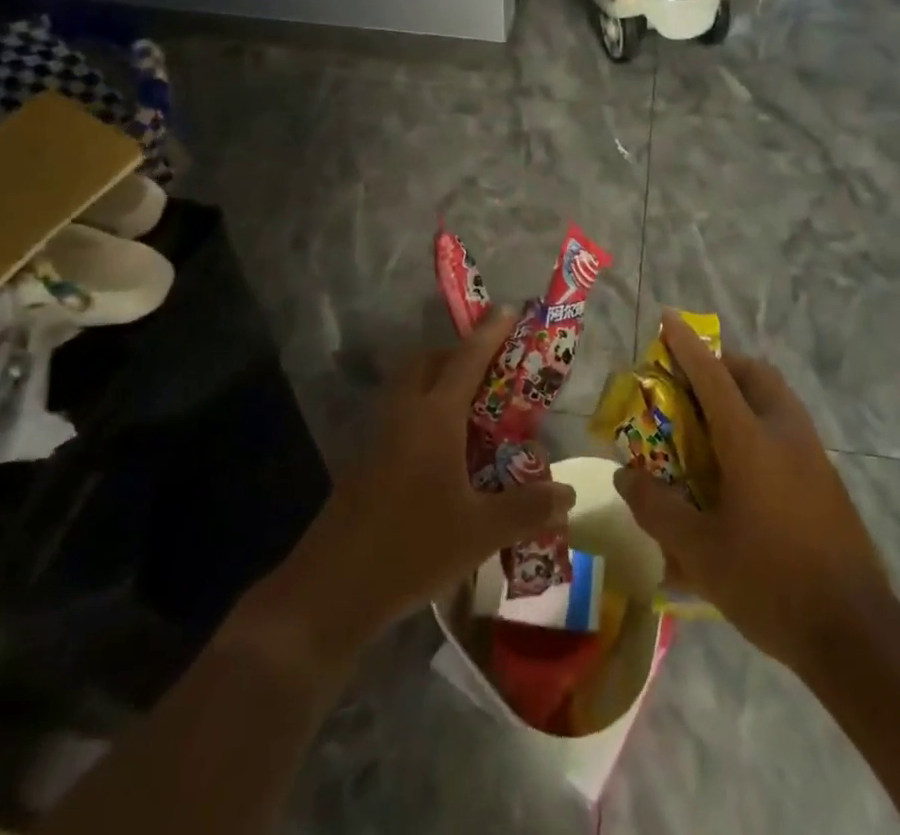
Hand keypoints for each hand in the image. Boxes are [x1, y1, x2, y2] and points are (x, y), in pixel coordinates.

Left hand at [255, 309, 575, 656]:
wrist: (331, 590)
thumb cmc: (411, 548)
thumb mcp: (480, 532)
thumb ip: (527, 508)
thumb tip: (568, 493)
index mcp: (434, 416)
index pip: (467, 359)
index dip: (490, 332)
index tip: (508, 308)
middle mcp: (404, 414)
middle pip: (426, 363)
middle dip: (455, 354)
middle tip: (488, 370)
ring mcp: (379, 437)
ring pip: (408, 389)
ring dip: (436, 384)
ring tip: (471, 412)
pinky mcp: (365, 463)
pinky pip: (399, 419)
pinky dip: (423, 417)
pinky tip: (443, 456)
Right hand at [615, 312, 893, 669]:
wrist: (855, 631)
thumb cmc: (769, 583)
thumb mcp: (699, 552)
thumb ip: (657, 508)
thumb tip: (624, 476)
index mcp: (750, 441)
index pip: (713, 376)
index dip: (687, 344)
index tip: (669, 317)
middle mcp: (785, 433)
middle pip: (755, 374)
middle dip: (722, 363)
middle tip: (691, 381)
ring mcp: (813, 454)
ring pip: (777, 397)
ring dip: (745, 389)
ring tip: (713, 420)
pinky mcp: (827, 478)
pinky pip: (788, 425)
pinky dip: (761, 419)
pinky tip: (744, 464)